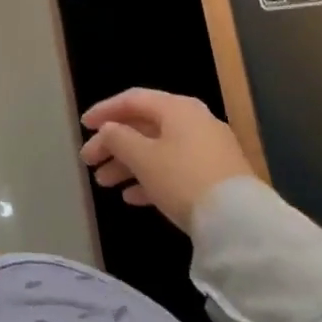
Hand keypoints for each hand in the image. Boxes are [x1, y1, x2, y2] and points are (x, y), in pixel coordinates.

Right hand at [79, 88, 256, 230]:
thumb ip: (118, 138)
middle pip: (144, 126)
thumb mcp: (142, 157)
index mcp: (177, 108)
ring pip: (157, 149)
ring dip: (127, 164)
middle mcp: (194, 122)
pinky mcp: (215, 176)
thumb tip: (109, 130)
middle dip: (113, 144)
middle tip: (89, 161)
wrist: (239, 221)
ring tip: (104, 183)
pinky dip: (150, 178)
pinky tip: (131, 197)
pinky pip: (174, 169)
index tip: (83, 126)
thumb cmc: (182, 178)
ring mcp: (207, 150)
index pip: (133, 100)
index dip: (104, 111)